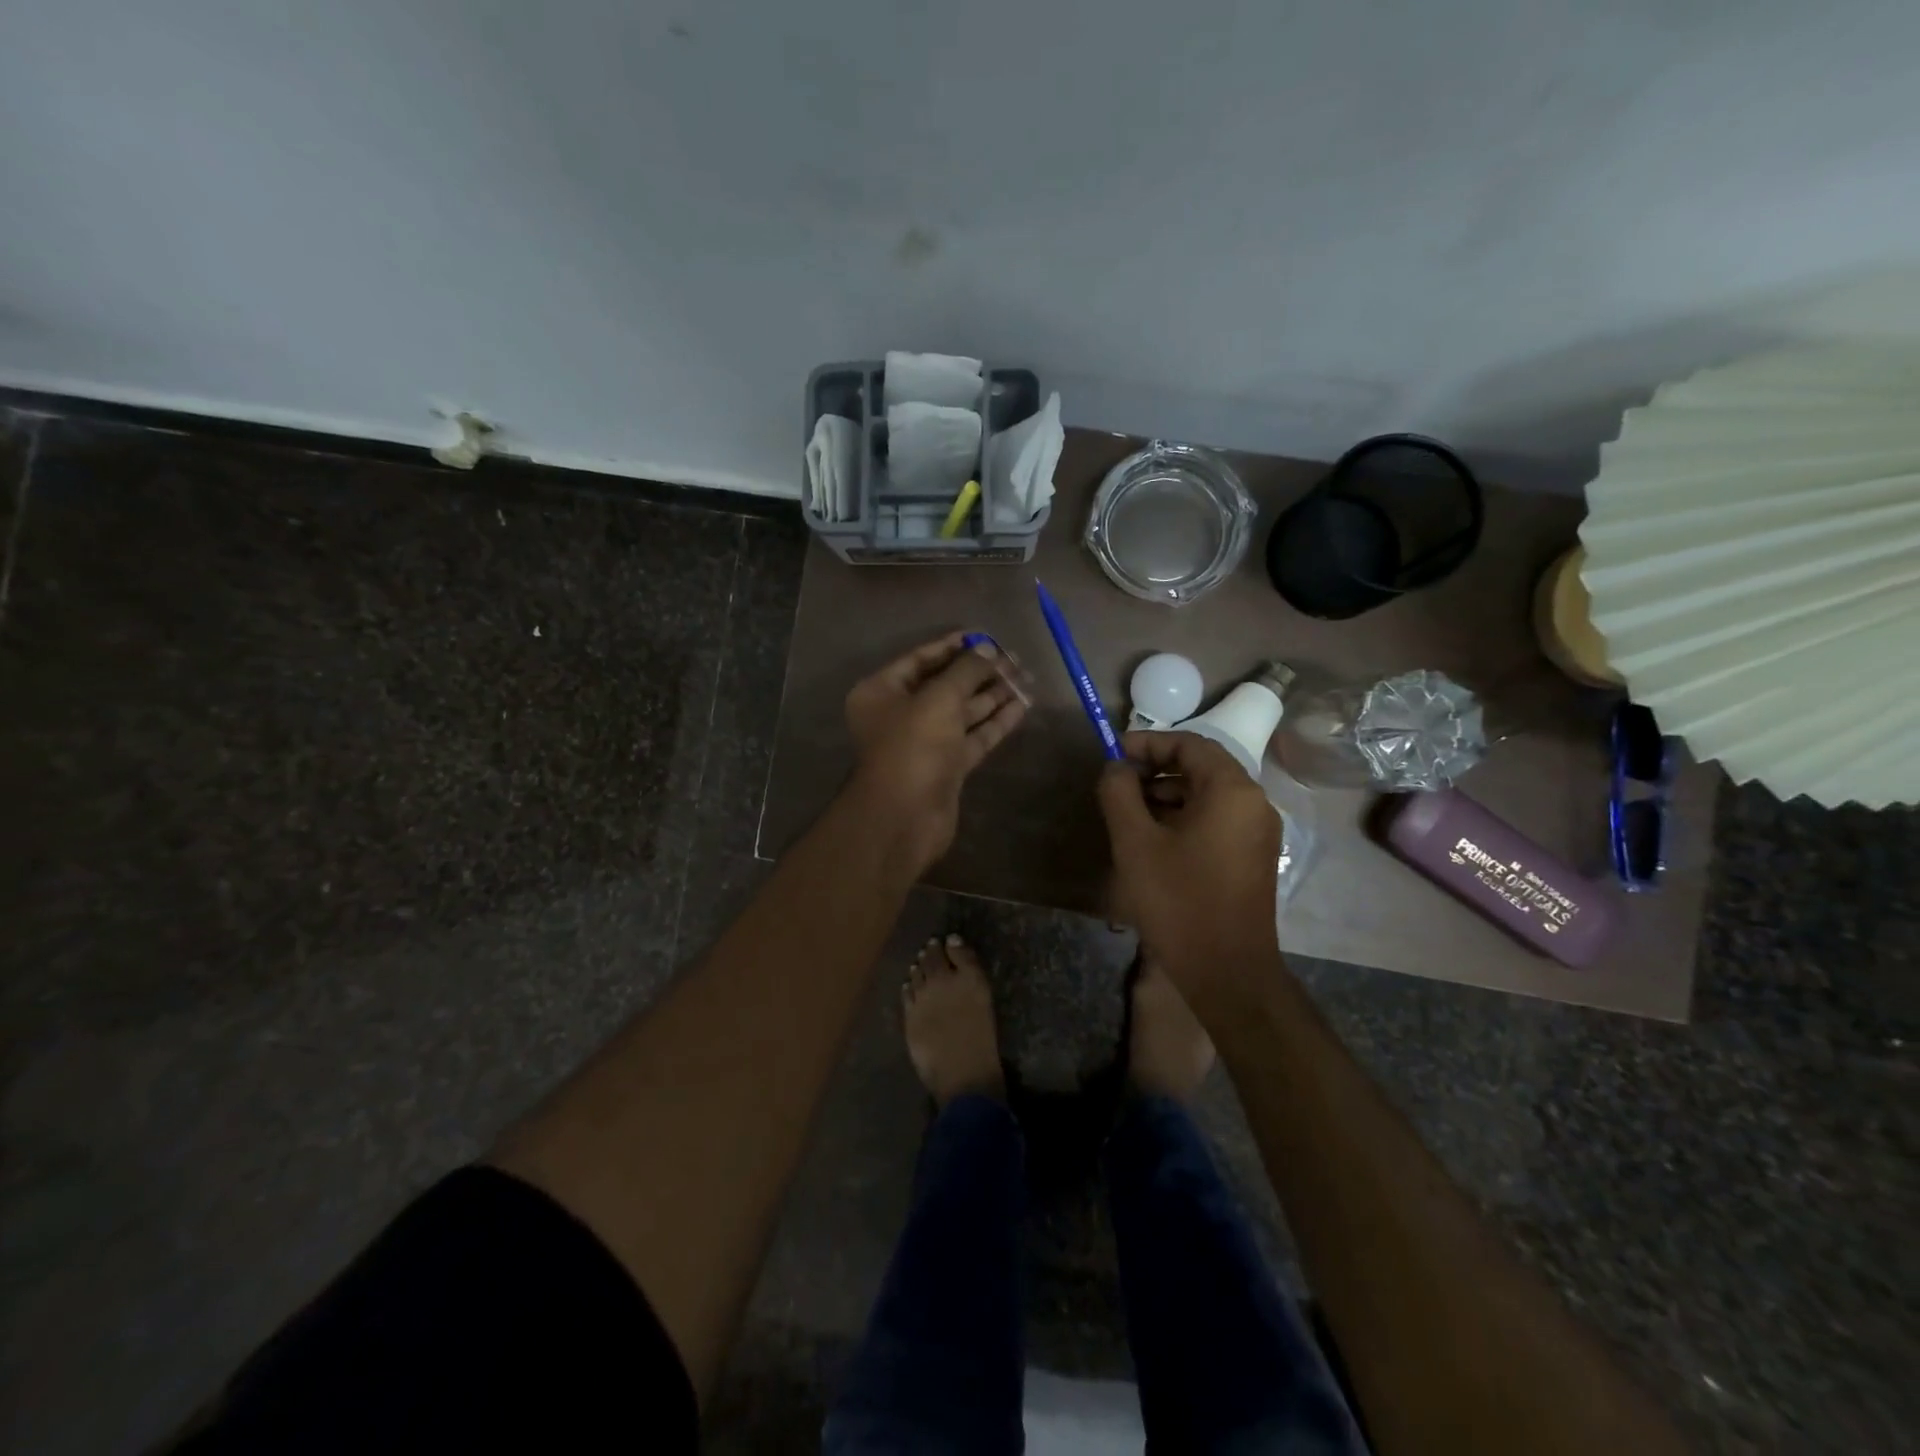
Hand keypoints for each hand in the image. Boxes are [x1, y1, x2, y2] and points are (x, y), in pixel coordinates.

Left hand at [844, 633, 1026, 873]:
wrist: (905, 816)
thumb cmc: (913, 746)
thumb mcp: (940, 699)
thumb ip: (966, 670)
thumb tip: (988, 649)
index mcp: (882, 691)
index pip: (920, 659)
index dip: (954, 647)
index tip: (986, 637)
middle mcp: (900, 714)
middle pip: (945, 685)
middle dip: (979, 672)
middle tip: (1015, 659)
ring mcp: (924, 742)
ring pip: (962, 712)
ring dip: (992, 695)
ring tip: (1026, 678)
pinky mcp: (946, 766)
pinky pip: (972, 736)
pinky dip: (995, 722)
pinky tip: (1021, 706)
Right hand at [1097, 730, 1281, 1006]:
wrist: (1227, 972)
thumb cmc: (1179, 901)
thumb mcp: (1136, 842)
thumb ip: (1119, 793)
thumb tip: (1115, 767)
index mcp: (1232, 791)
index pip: (1189, 744)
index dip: (1147, 743)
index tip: (1112, 754)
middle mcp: (1254, 803)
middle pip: (1201, 767)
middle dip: (1155, 769)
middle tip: (1116, 784)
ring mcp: (1258, 832)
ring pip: (1207, 794)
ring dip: (1167, 794)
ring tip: (1128, 812)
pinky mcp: (1253, 857)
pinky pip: (1216, 819)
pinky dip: (1184, 816)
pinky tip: (1153, 838)